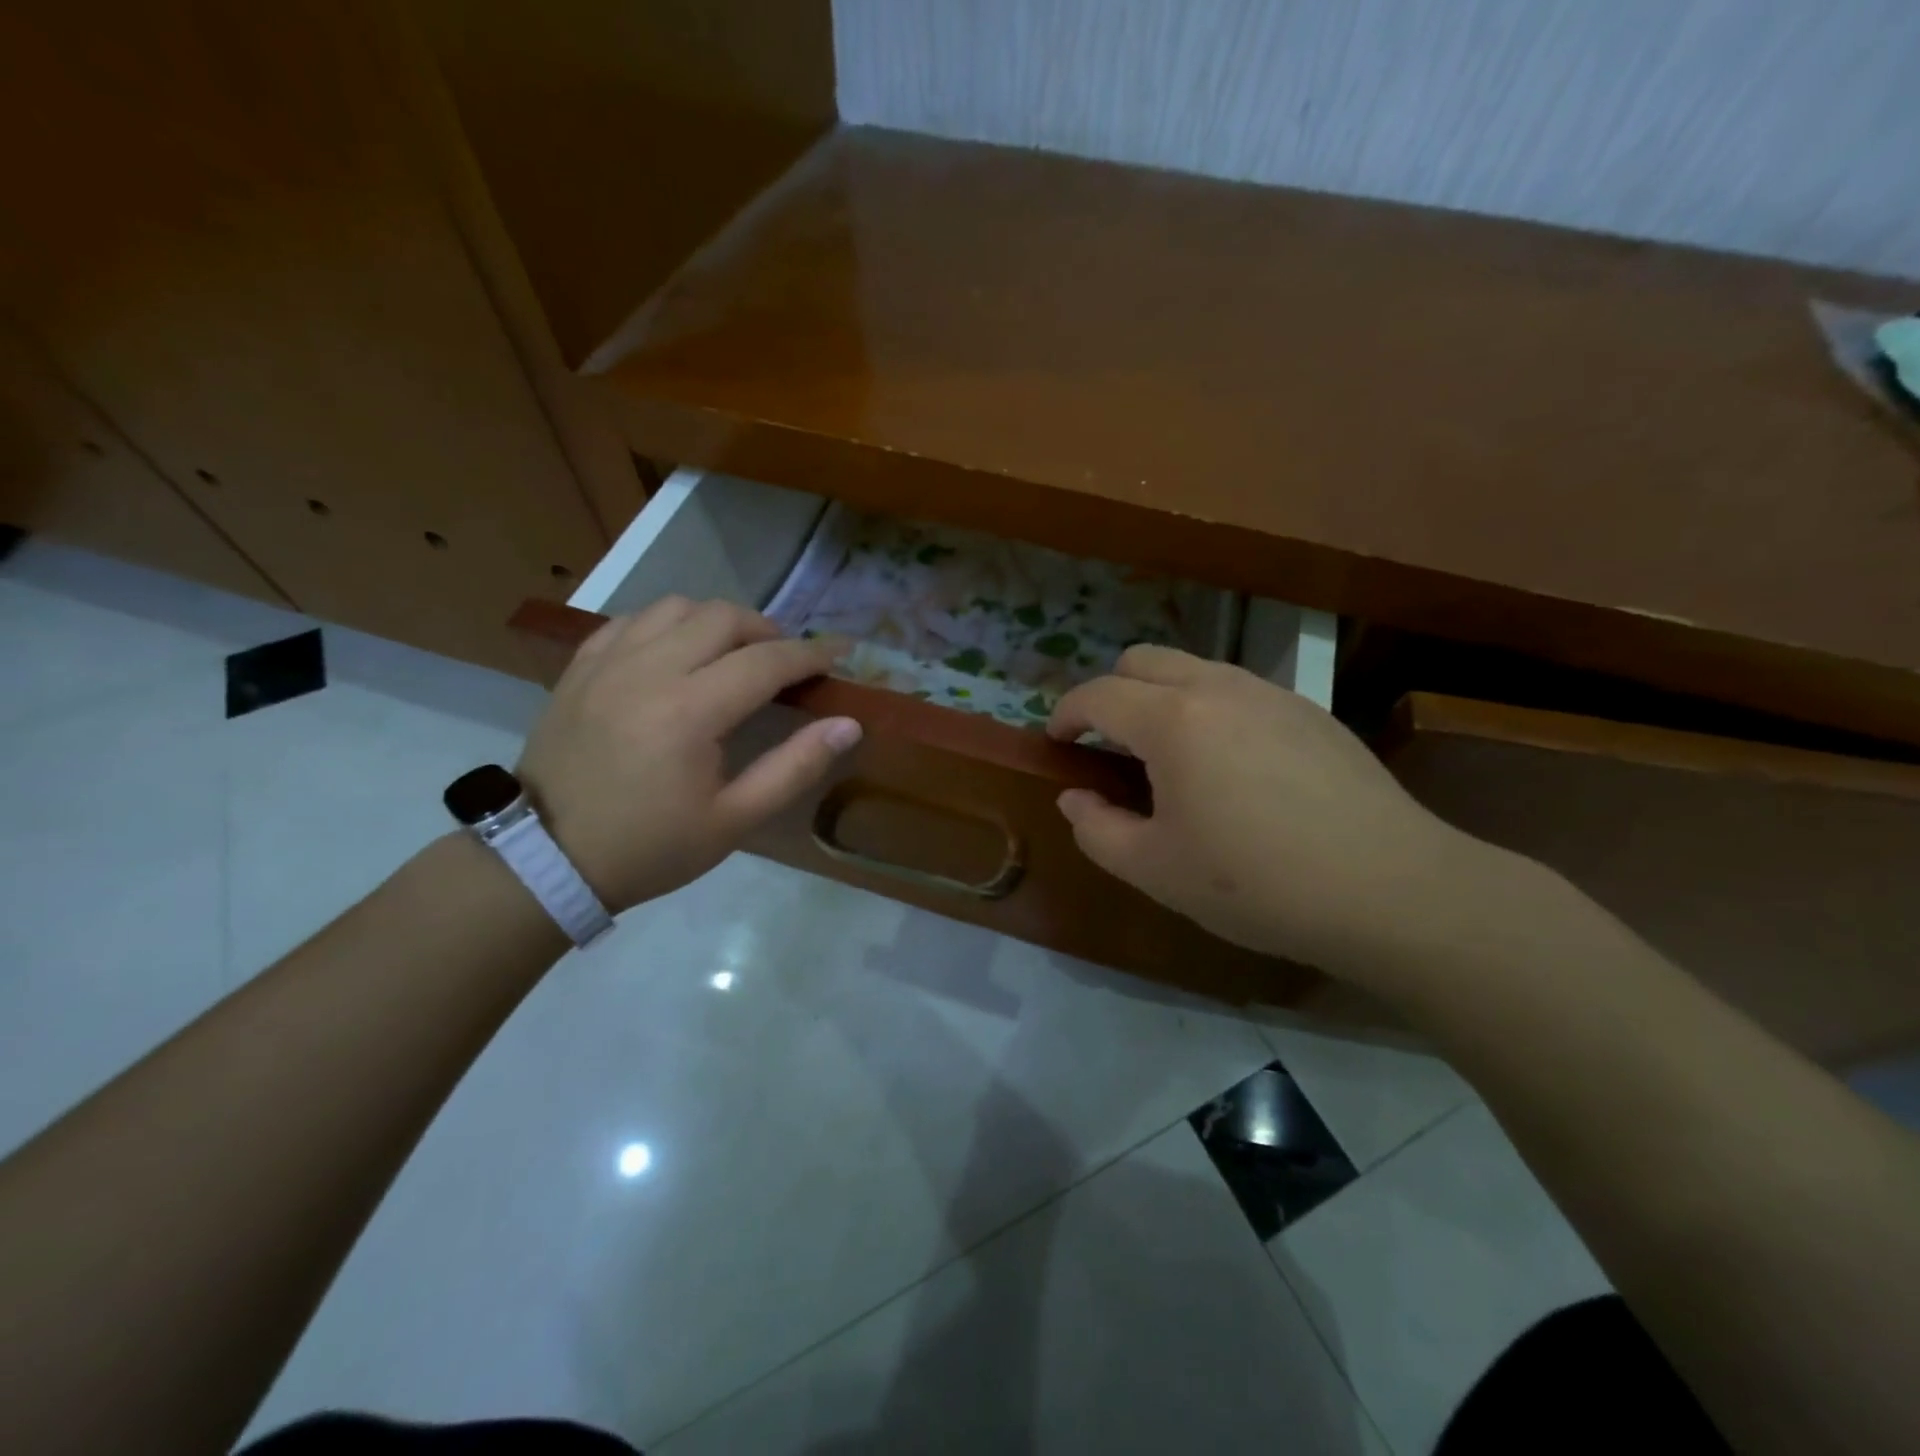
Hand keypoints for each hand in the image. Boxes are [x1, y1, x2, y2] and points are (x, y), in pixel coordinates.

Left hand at [516, 597, 860, 911]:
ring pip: (676, 607)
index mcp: (690, 712)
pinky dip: (668, 624)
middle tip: (786, 661)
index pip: (766, 661)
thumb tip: (848, 725)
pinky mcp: (580, 667)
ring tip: (733, 652)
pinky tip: (677, 652)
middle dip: (768, 630)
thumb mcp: (734, 819)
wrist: (548, 858)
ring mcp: (608, 663)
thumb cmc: (652, 847)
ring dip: (717, 621)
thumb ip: (795, 767)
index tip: (840, 653)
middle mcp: (648, 671)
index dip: (811, 654)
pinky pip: (633, 620)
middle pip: (723, 617)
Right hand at [1047, 646, 1504, 980]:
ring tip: (1167, 755)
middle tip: (1107, 744)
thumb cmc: (1256, 883)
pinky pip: (1237, 690)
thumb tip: (1074, 797)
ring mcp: (1270, 693)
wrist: (1390, 889)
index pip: (1097, 695)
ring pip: (1193, 669)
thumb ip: (1096, 829)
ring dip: (1160, 697)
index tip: (1056, 741)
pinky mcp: (1310, 711)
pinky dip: (1208, 708)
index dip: (1065, 714)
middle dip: (1110, 692)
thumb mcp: (1155, 870)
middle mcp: (1218, 688)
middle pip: (1142, 659)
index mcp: (1172, 720)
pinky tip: (1228, 765)